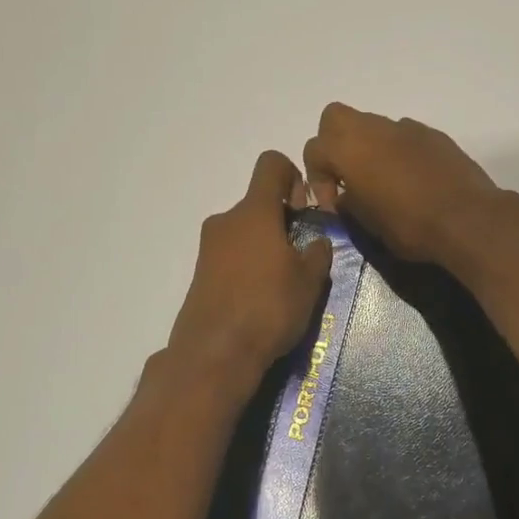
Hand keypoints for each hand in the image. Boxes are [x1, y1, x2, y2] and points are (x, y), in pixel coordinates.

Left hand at [166, 152, 333, 392]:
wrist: (214, 354)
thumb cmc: (269, 307)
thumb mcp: (309, 280)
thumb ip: (318, 252)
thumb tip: (317, 242)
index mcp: (254, 211)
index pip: (271, 164)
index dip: (294, 176)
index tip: (305, 210)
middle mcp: (226, 221)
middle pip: (259, 203)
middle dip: (284, 222)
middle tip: (302, 257)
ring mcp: (208, 248)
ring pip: (245, 232)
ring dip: (267, 247)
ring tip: (285, 284)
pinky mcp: (200, 274)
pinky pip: (232, 257)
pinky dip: (249, 267)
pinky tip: (263, 300)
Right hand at [302, 103, 505, 265]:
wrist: (468, 218)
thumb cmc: (410, 224)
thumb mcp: (368, 224)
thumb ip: (349, 203)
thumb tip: (346, 196)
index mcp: (349, 148)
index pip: (313, 149)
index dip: (317, 179)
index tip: (334, 205)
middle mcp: (374, 129)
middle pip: (336, 119)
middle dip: (333, 144)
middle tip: (347, 176)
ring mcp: (406, 128)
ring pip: (373, 126)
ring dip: (369, 148)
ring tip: (382, 182)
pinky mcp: (434, 135)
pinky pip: (404, 136)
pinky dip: (398, 152)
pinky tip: (412, 180)